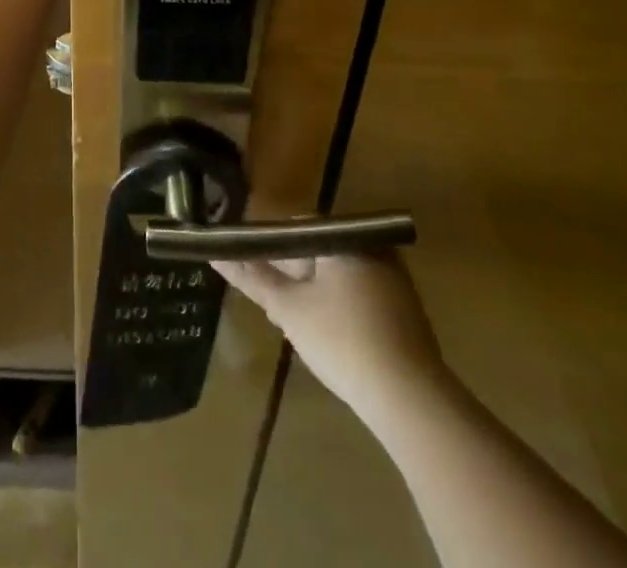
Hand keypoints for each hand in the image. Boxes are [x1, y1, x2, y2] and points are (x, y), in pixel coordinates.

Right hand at [216, 252, 448, 435]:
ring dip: (313, 291)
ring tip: (293, 321)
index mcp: (345, 239)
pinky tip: (325, 335)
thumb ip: (252, 277)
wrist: (412, 402)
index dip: (270, 245)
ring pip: (337, 274)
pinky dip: (337, 305)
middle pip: (318, 249)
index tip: (254, 269)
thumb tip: (215, 252)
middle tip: (272, 302)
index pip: (297, 225)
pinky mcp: (404, 309)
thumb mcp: (289, 309)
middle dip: (291, 273)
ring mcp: (393, 279)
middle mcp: (372, 248)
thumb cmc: (343, 342)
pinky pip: (358, 293)